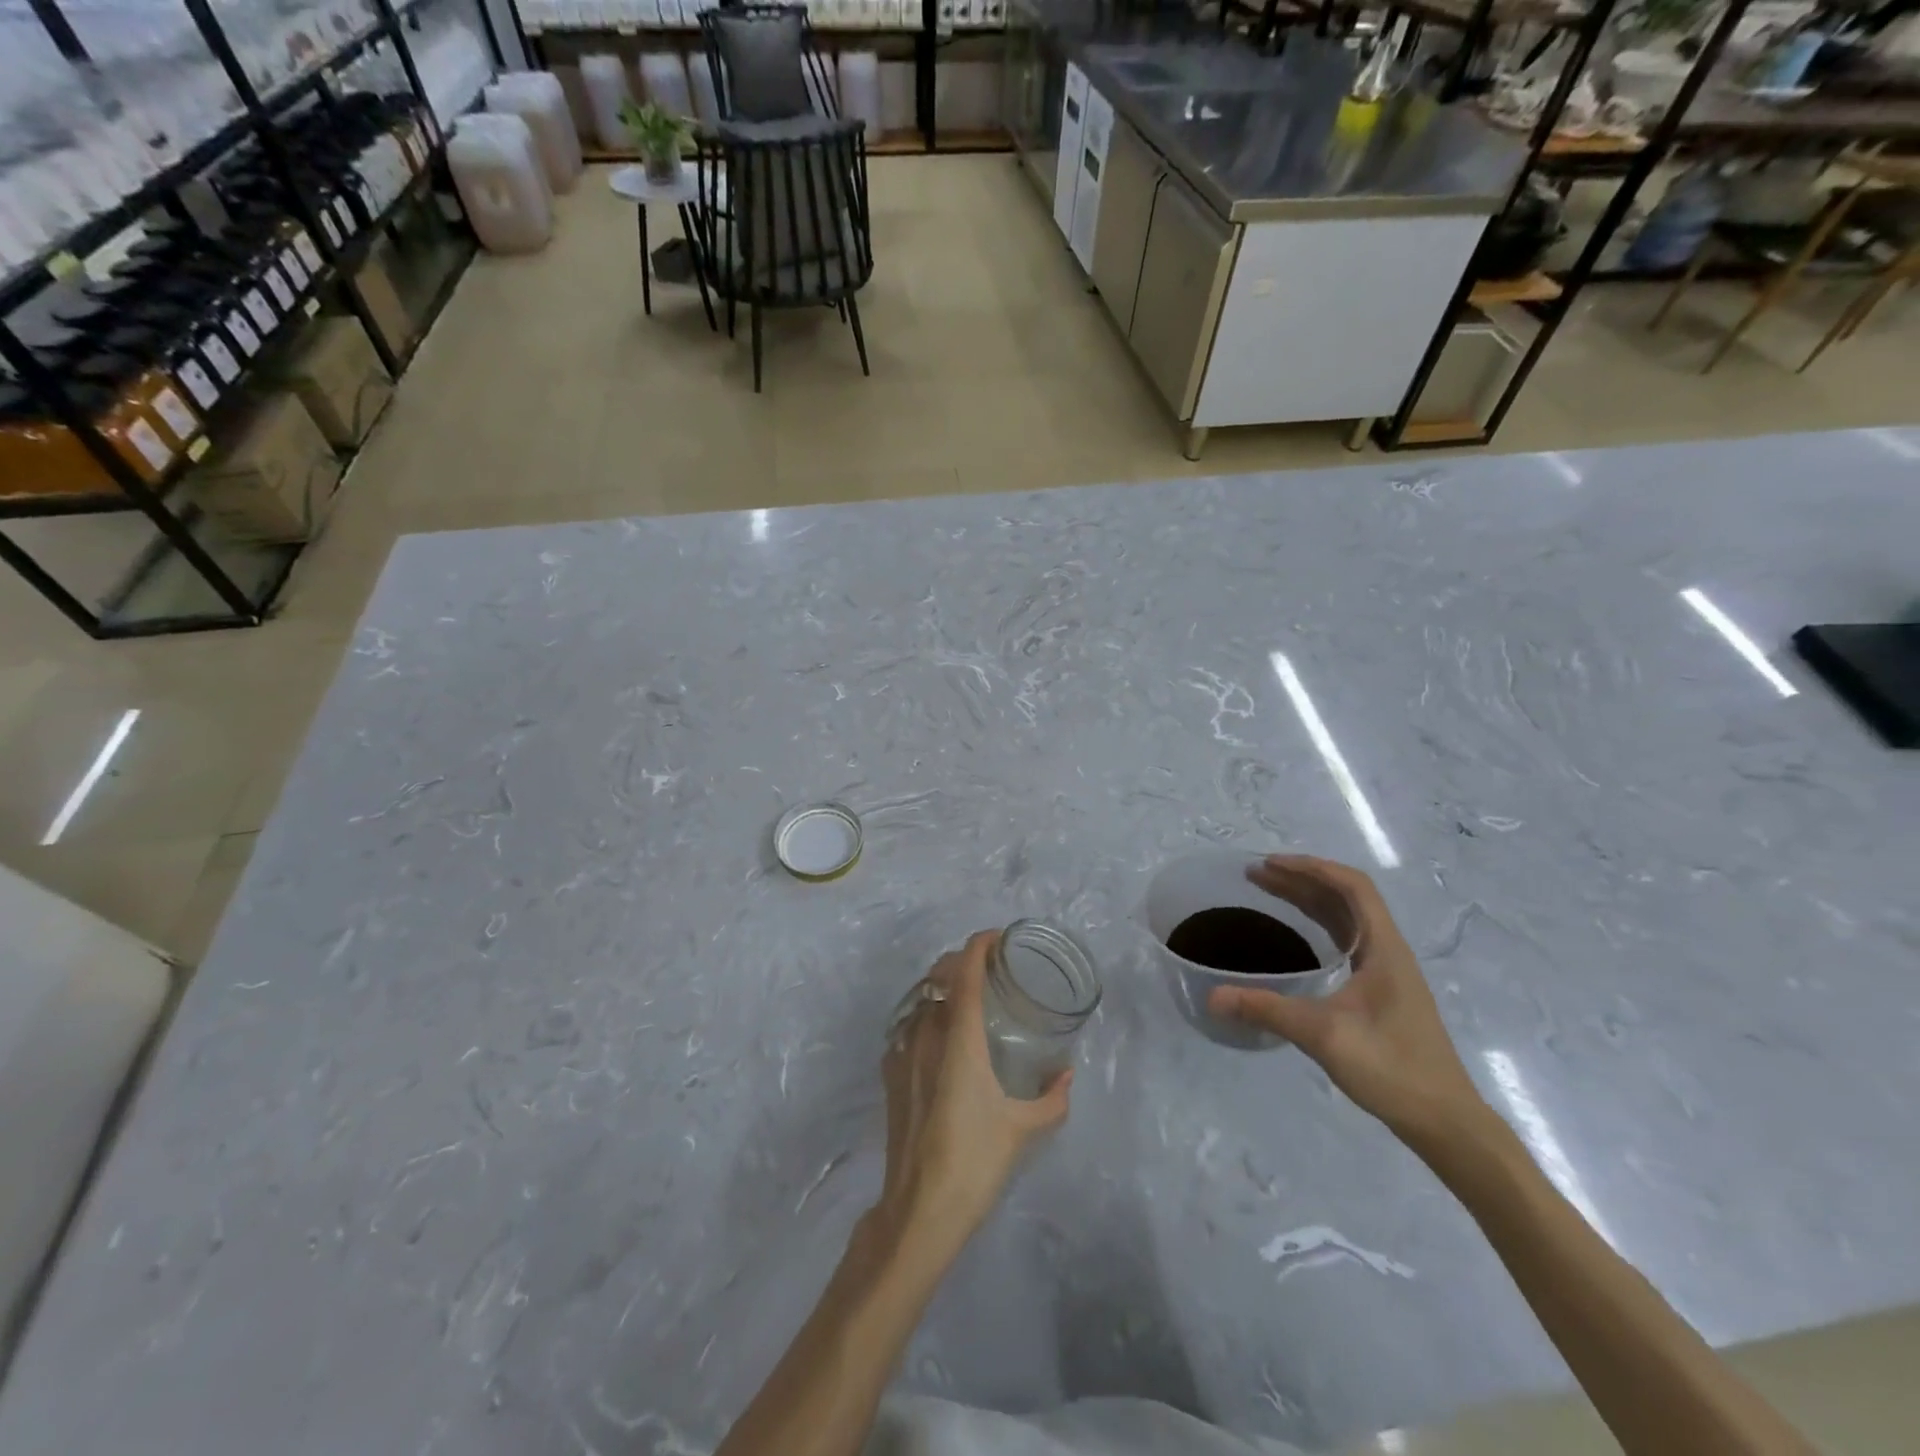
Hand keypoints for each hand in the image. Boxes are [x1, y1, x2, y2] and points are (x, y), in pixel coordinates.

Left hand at [877, 930, 1071, 1250]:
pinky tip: (940, 1036)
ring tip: (966, 997)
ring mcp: (901, 1051)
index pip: (964, 972)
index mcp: (959, 1038)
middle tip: (989, 968)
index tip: (997, 938)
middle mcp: (926, 1033)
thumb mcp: (1024, 1129)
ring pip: (920, 998)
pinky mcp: (889, 1072)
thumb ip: (1052, 1098)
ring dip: (942, 986)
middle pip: (938, 976)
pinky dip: (925, 1015)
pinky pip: (906, 1025)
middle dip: (961, 961)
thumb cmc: (975, 1162)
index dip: (979, 945)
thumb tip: (1066, 1075)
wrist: (918, 1210)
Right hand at [1207, 856, 1486, 1151]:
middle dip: (1301, 880)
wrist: (1445, 1121)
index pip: (1352, 887)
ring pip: (1346, 919)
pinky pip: (1346, 940)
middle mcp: (1388, 950)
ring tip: (1268, 893)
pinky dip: (1317, 925)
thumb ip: (1266, 1010)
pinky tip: (1295, 936)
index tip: (1270, 864)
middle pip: (1346, 898)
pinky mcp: (1381, 991)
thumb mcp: (1323, 1035)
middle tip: (1256, 876)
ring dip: (1309, 900)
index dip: (1312, 868)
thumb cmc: (1392, 1068)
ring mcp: (1387, 971)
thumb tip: (1212, 996)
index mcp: (1384, 948)